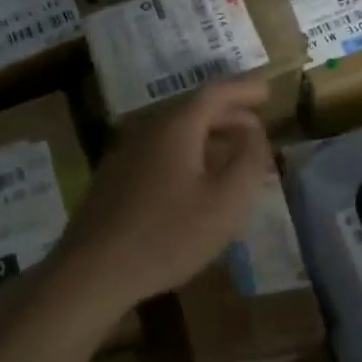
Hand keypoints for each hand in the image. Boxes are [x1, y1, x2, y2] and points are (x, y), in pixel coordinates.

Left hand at [52, 75, 273, 312]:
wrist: (92, 272)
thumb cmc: (168, 236)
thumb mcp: (226, 202)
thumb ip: (249, 160)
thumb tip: (254, 132)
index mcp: (175, 128)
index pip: (216, 92)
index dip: (245, 89)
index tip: (268, 90)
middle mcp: (147, 131)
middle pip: (193, 112)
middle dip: (229, 117)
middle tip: (257, 130)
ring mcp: (125, 156)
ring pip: (176, 136)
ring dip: (209, 141)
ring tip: (234, 160)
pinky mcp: (114, 181)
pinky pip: (161, 156)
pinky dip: (188, 159)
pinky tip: (197, 186)